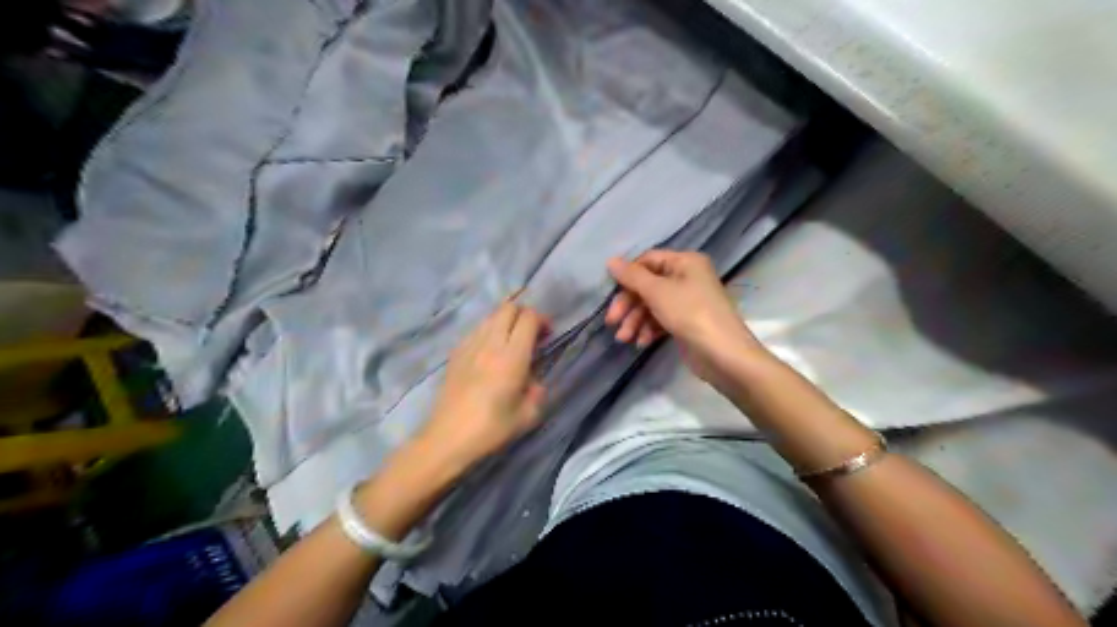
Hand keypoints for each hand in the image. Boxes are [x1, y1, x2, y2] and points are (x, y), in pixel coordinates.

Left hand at [415, 300, 548, 471]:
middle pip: (508, 308)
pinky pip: (476, 330)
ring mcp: (469, 345)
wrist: (447, 438)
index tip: (547, 336)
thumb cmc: (491, 429)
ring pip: (490, 316)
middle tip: (530, 334)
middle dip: (524, 314)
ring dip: (505, 321)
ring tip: (510, 342)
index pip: (528, 318)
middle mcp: (490, 343)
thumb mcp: (528, 416)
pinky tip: (489, 352)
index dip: (542, 320)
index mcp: (512, 356)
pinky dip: (488, 331)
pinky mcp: (455, 353)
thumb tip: (533, 381)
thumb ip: (537, 391)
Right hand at [602, 249, 769, 385]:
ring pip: (652, 305)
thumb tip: (611, 260)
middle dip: (629, 304)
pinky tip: (642, 343)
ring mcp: (687, 301)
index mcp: (685, 262)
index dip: (627, 276)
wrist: (723, 355)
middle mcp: (687, 277)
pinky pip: (661, 320)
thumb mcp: (657, 292)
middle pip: (648, 285)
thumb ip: (632, 276)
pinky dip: (649, 329)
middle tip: (612, 322)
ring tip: (624, 338)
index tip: (610, 295)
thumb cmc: (690, 314)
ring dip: (635, 320)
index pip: (647, 260)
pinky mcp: (686, 322)